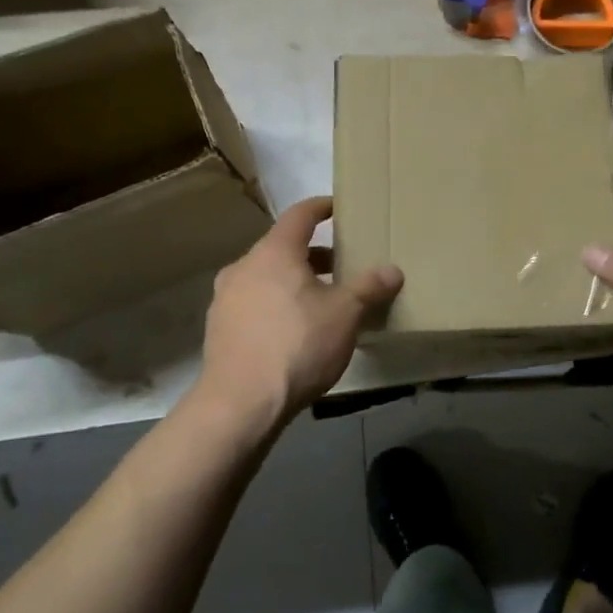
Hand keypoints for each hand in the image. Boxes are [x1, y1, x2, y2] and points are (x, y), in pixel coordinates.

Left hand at [198, 196, 402, 426]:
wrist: (239, 405)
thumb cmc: (297, 346)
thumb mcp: (345, 315)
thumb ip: (369, 288)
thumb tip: (393, 270)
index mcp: (274, 253)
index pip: (300, 215)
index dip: (322, 207)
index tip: (339, 208)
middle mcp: (244, 267)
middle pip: (282, 247)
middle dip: (314, 253)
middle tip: (342, 265)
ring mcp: (225, 299)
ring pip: (267, 277)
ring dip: (294, 281)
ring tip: (322, 300)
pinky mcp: (219, 329)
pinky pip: (254, 303)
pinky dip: (277, 304)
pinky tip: (296, 330)